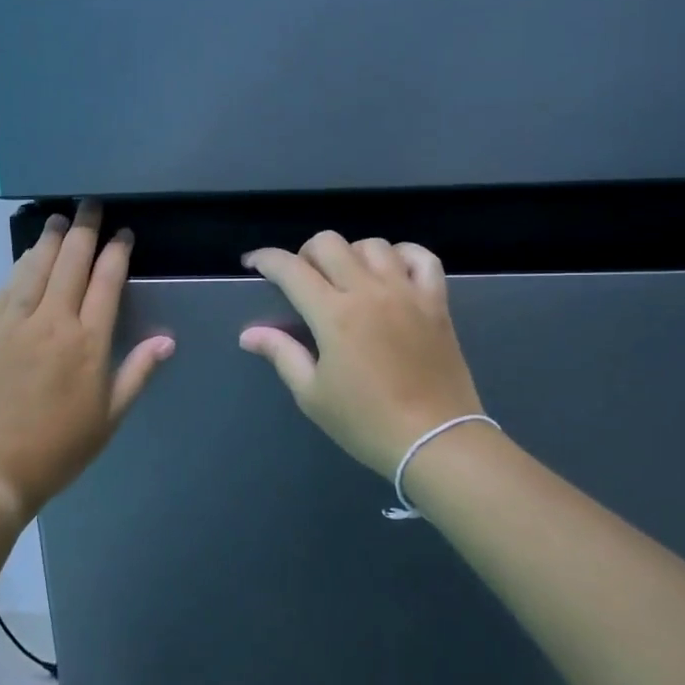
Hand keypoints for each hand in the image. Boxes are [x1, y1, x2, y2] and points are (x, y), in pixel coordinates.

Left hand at [0, 201, 174, 524]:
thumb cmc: (57, 450)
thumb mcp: (108, 418)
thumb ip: (137, 373)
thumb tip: (166, 340)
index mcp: (87, 343)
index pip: (106, 282)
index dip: (117, 253)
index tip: (123, 234)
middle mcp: (51, 322)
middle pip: (70, 263)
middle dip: (84, 230)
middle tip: (90, 206)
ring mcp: (13, 324)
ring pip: (35, 268)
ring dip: (49, 240)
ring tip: (58, 219)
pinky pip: (6, 288)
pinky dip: (20, 267)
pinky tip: (26, 257)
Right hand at [240, 232, 481, 478]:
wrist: (435, 440)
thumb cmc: (365, 422)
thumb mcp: (312, 394)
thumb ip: (282, 354)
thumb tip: (248, 333)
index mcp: (333, 314)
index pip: (291, 269)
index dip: (266, 259)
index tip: (253, 263)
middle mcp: (369, 291)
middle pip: (330, 243)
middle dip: (305, 253)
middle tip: (301, 279)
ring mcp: (407, 292)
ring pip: (373, 245)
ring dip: (350, 253)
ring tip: (346, 278)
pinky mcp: (436, 302)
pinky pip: (421, 258)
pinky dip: (403, 254)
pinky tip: (392, 270)